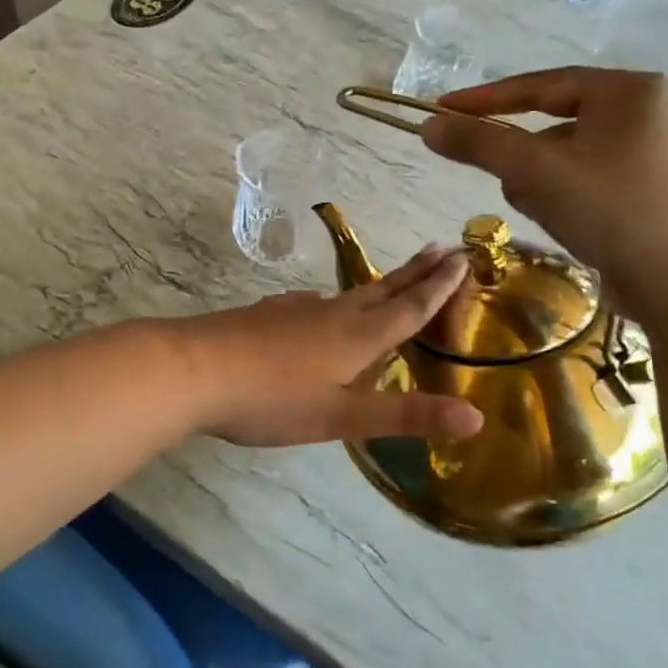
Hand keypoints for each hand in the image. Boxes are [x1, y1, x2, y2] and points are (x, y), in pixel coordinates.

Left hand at [174, 250, 485, 446]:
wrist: (191, 370)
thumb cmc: (271, 398)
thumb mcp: (341, 417)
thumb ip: (405, 415)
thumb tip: (476, 418)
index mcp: (356, 336)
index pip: (408, 307)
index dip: (438, 287)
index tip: (463, 258)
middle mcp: (330, 314)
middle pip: (381, 290)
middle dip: (415, 272)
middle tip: (442, 248)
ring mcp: (293, 311)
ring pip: (347, 295)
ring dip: (377, 286)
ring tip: (391, 282)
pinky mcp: (265, 316)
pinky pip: (313, 304)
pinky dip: (333, 303)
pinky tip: (319, 308)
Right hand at [421, 67, 667, 323]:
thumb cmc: (614, 212)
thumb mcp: (536, 172)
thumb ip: (478, 144)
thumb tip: (428, 126)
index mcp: (630, 90)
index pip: (540, 84)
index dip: (484, 99)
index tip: (440, 110)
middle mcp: (649, 112)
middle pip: (554, 124)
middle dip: (525, 159)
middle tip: (514, 186)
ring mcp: (656, 153)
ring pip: (568, 158)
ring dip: (544, 184)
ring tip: (553, 216)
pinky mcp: (655, 191)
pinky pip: (589, 181)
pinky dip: (568, 199)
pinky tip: (573, 228)